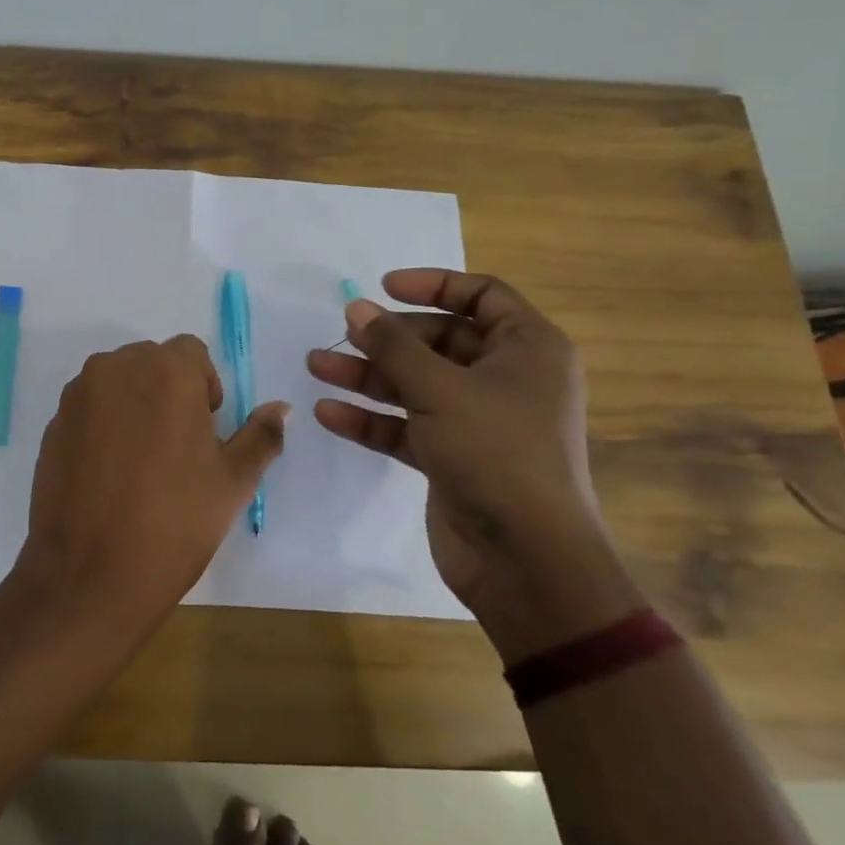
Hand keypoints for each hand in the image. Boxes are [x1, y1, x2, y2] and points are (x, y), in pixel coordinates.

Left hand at [12, 336, 287, 630]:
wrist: (89, 574)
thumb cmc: (174, 523)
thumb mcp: (233, 482)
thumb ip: (261, 435)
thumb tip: (282, 408)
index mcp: (166, 372)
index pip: (191, 352)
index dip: (204, 387)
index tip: (204, 431)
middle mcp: (117, 368)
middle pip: (152, 361)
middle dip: (169, 391)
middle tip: (177, 448)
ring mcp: (79, 394)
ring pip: (118, 381)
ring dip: (135, 403)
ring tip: (141, 461)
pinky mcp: (54, 422)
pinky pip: (89, 406)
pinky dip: (103, 423)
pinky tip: (109, 473)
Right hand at [307, 270, 641, 661]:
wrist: (526, 560)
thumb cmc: (496, 452)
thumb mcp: (440, 388)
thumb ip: (393, 345)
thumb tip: (355, 307)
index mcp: (527, 349)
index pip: (482, 295)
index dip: (434, 284)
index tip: (384, 287)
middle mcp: (506, 379)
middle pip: (440, 341)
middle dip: (388, 337)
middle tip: (343, 333)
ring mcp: (478, 421)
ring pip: (416, 384)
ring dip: (369, 375)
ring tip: (316, 365)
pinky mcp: (453, 457)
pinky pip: (407, 425)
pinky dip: (372, 418)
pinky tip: (329, 413)